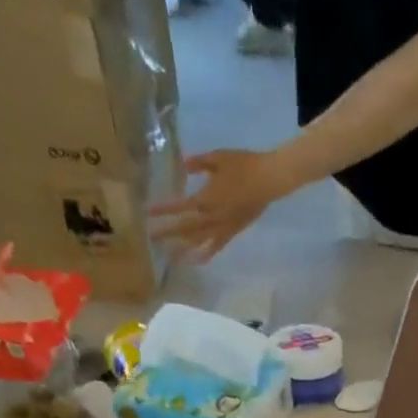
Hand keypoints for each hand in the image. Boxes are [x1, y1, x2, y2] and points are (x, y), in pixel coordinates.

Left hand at [150, 149, 295, 261]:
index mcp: (205, 198)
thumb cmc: (244, 165)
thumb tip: (183, 165)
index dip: (163, 210)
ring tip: (169, 257)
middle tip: (151, 239)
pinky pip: (217, 246)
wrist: (269, 180)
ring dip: (183, 248)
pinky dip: (206, 254)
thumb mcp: (217, 157)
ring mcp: (222, 226)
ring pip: (199, 241)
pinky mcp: (232, 231)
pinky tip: (196, 261)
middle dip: (168, 233)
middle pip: (185, 227)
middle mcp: (211, 217)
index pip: (179, 206)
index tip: (148, 213)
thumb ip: (198, 163)